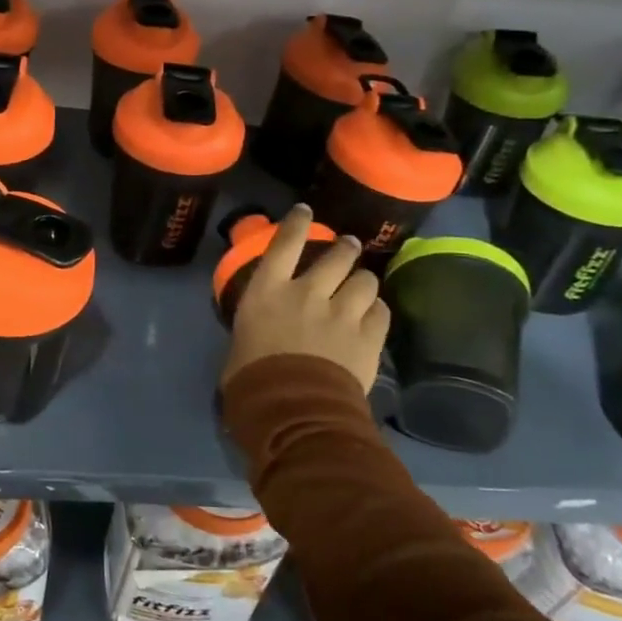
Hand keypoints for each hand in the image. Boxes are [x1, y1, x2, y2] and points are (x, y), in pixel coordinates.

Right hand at [222, 205, 389, 391]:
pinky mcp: (368, 337)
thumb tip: (257, 336)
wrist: (293, 410)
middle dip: (346, 248)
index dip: (296, 223)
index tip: (305, 210)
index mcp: (268, 291)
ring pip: (365, 280)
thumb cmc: (251, 380)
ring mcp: (342, 313)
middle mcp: (307, 292)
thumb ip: (254, 330)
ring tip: (363, 285)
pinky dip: (377, 310)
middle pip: (336, 256)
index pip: (284, 243)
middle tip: (348, 247)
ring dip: (364, 281)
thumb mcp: (239, 345)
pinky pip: (381, 311)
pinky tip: (373, 315)